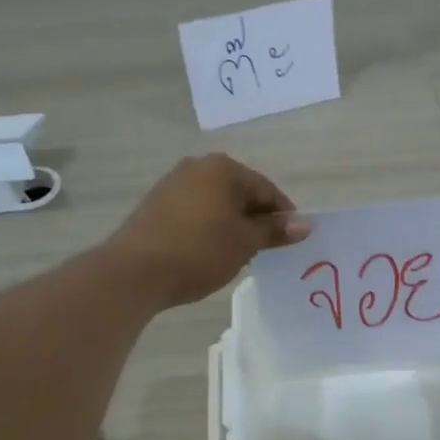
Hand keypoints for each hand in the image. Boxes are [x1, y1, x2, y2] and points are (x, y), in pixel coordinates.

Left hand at [107, 154, 309, 308]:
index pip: (266, 189)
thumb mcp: (245, 242)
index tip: (291, 241)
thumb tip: (305, 224)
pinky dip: (209, 229)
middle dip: (255, 220)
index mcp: (223, 169)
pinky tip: (209, 253)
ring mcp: (172, 185)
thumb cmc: (199, 251)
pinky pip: (195, 213)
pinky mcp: (156, 206)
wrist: (135, 272)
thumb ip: (274, 230)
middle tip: (266, 250)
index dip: (283, 216)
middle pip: (240, 193)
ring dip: (232, 226)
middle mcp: (196, 168)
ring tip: (238, 255)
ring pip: (216, 204)